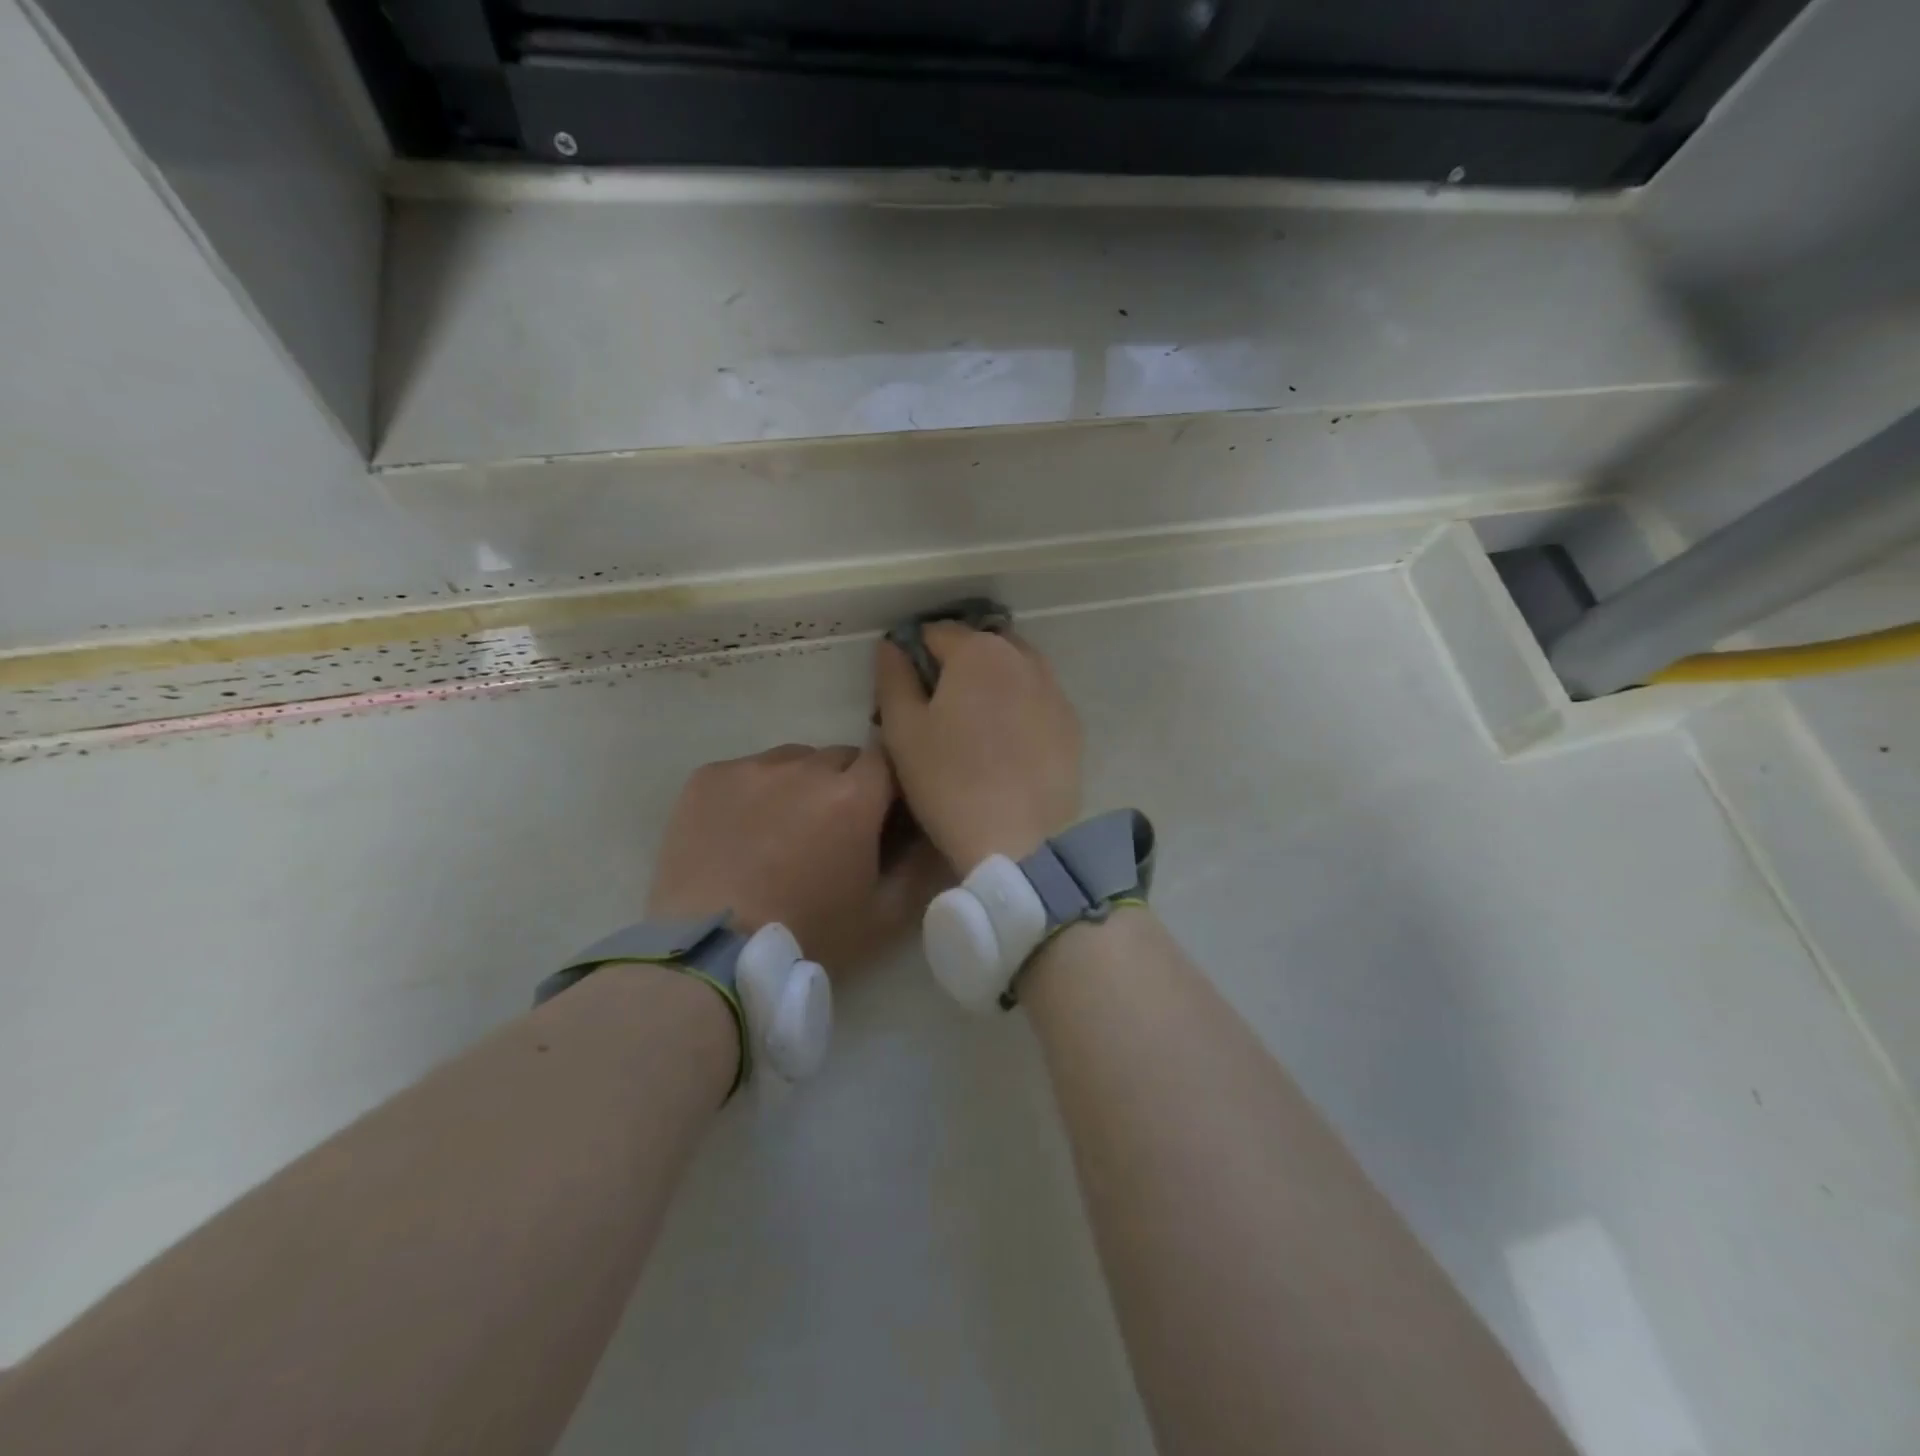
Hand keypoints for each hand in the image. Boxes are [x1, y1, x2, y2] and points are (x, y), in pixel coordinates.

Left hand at [648, 744, 945, 976]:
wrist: (712, 954)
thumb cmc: (808, 936)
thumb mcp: (884, 917)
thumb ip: (920, 868)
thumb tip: (933, 834)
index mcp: (853, 796)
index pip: (886, 760)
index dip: (887, 786)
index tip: (879, 815)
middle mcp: (805, 768)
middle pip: (840, 757)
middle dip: (845, 785)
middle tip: (831, 832)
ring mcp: (752, 768)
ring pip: (792, 760)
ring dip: (799, 784)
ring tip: (781, 831)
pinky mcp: (708, 777)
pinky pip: (745, 771)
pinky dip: (752, 793)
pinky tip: (740, 834)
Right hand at [874, 624, 1083, 870]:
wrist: (1022, 839)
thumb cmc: (949, 781)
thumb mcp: (903, 730)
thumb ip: (893, 679)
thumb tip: (892, 645)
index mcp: (977, 651)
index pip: (935, 632)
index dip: (914, 655)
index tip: (907, 691)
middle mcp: (1021, 657)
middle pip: (980, 645)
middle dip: (958, 664)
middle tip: (941, 709)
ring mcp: (1053, 689)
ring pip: (1014, 669)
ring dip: (992, 682)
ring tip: (976, 726)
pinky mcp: (1072, 723)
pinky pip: (1038, 698)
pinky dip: (1019, 706)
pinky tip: (1008, 744)